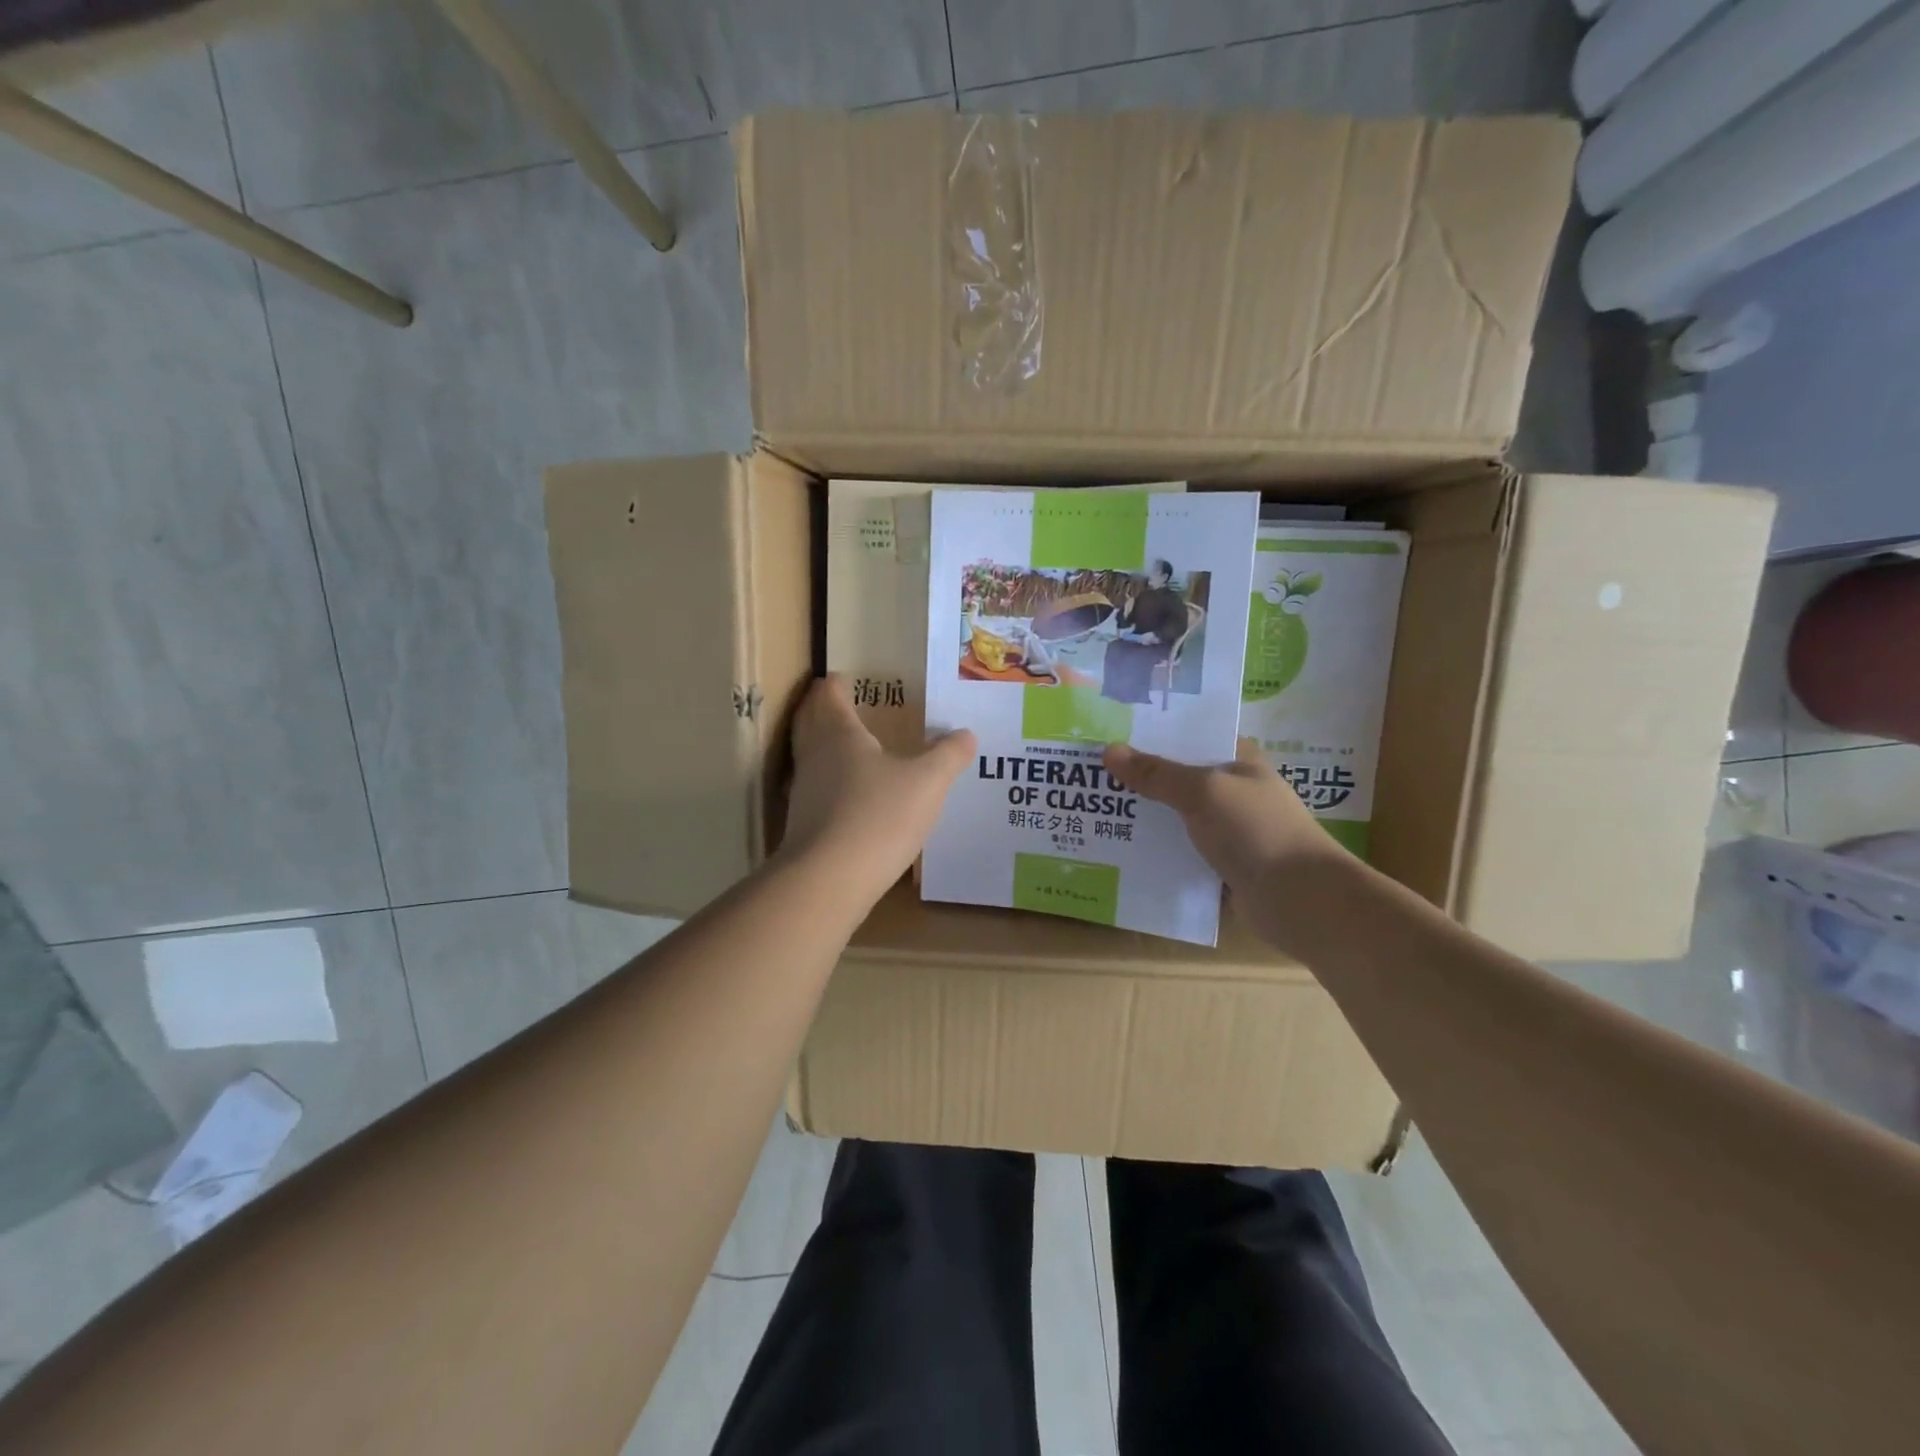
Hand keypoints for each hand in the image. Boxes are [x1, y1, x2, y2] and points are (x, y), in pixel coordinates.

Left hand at [777, 676, 975, 905]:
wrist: (828, 880)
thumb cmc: (879, 816)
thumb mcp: (928, 782)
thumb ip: (948, 755)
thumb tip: (967, 734)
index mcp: (840, 733)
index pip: (830, 694)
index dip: (838, 683)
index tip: (846, 677)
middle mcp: (814, 755)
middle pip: (809, 719)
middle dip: (822, 708)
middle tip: (842, 703)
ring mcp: (803, 791)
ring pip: (809, 754)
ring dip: (823, 744)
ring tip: (849, 746)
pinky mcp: (802, 823)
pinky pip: (814, 788)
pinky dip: (827, 781)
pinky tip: (848, 795)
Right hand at [1103, 737, 1350, 905]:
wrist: (1298, 899)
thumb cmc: (1255, 830)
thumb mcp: (1202, 791)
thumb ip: (1156, 773)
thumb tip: (1109, 750)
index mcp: (1238, 759)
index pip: (1191, 735)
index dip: (1154, 732)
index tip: (1110, 732)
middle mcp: (1232, 790)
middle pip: (1177, 776)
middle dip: (1139, 776)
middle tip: (1090, 772)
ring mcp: (1227, 829)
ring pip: (1175, 815)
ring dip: (1143, 815)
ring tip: (1094, 809)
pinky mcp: (1220, 864)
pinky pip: (1178, 850)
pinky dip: (1154, 849)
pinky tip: (1119, 848)